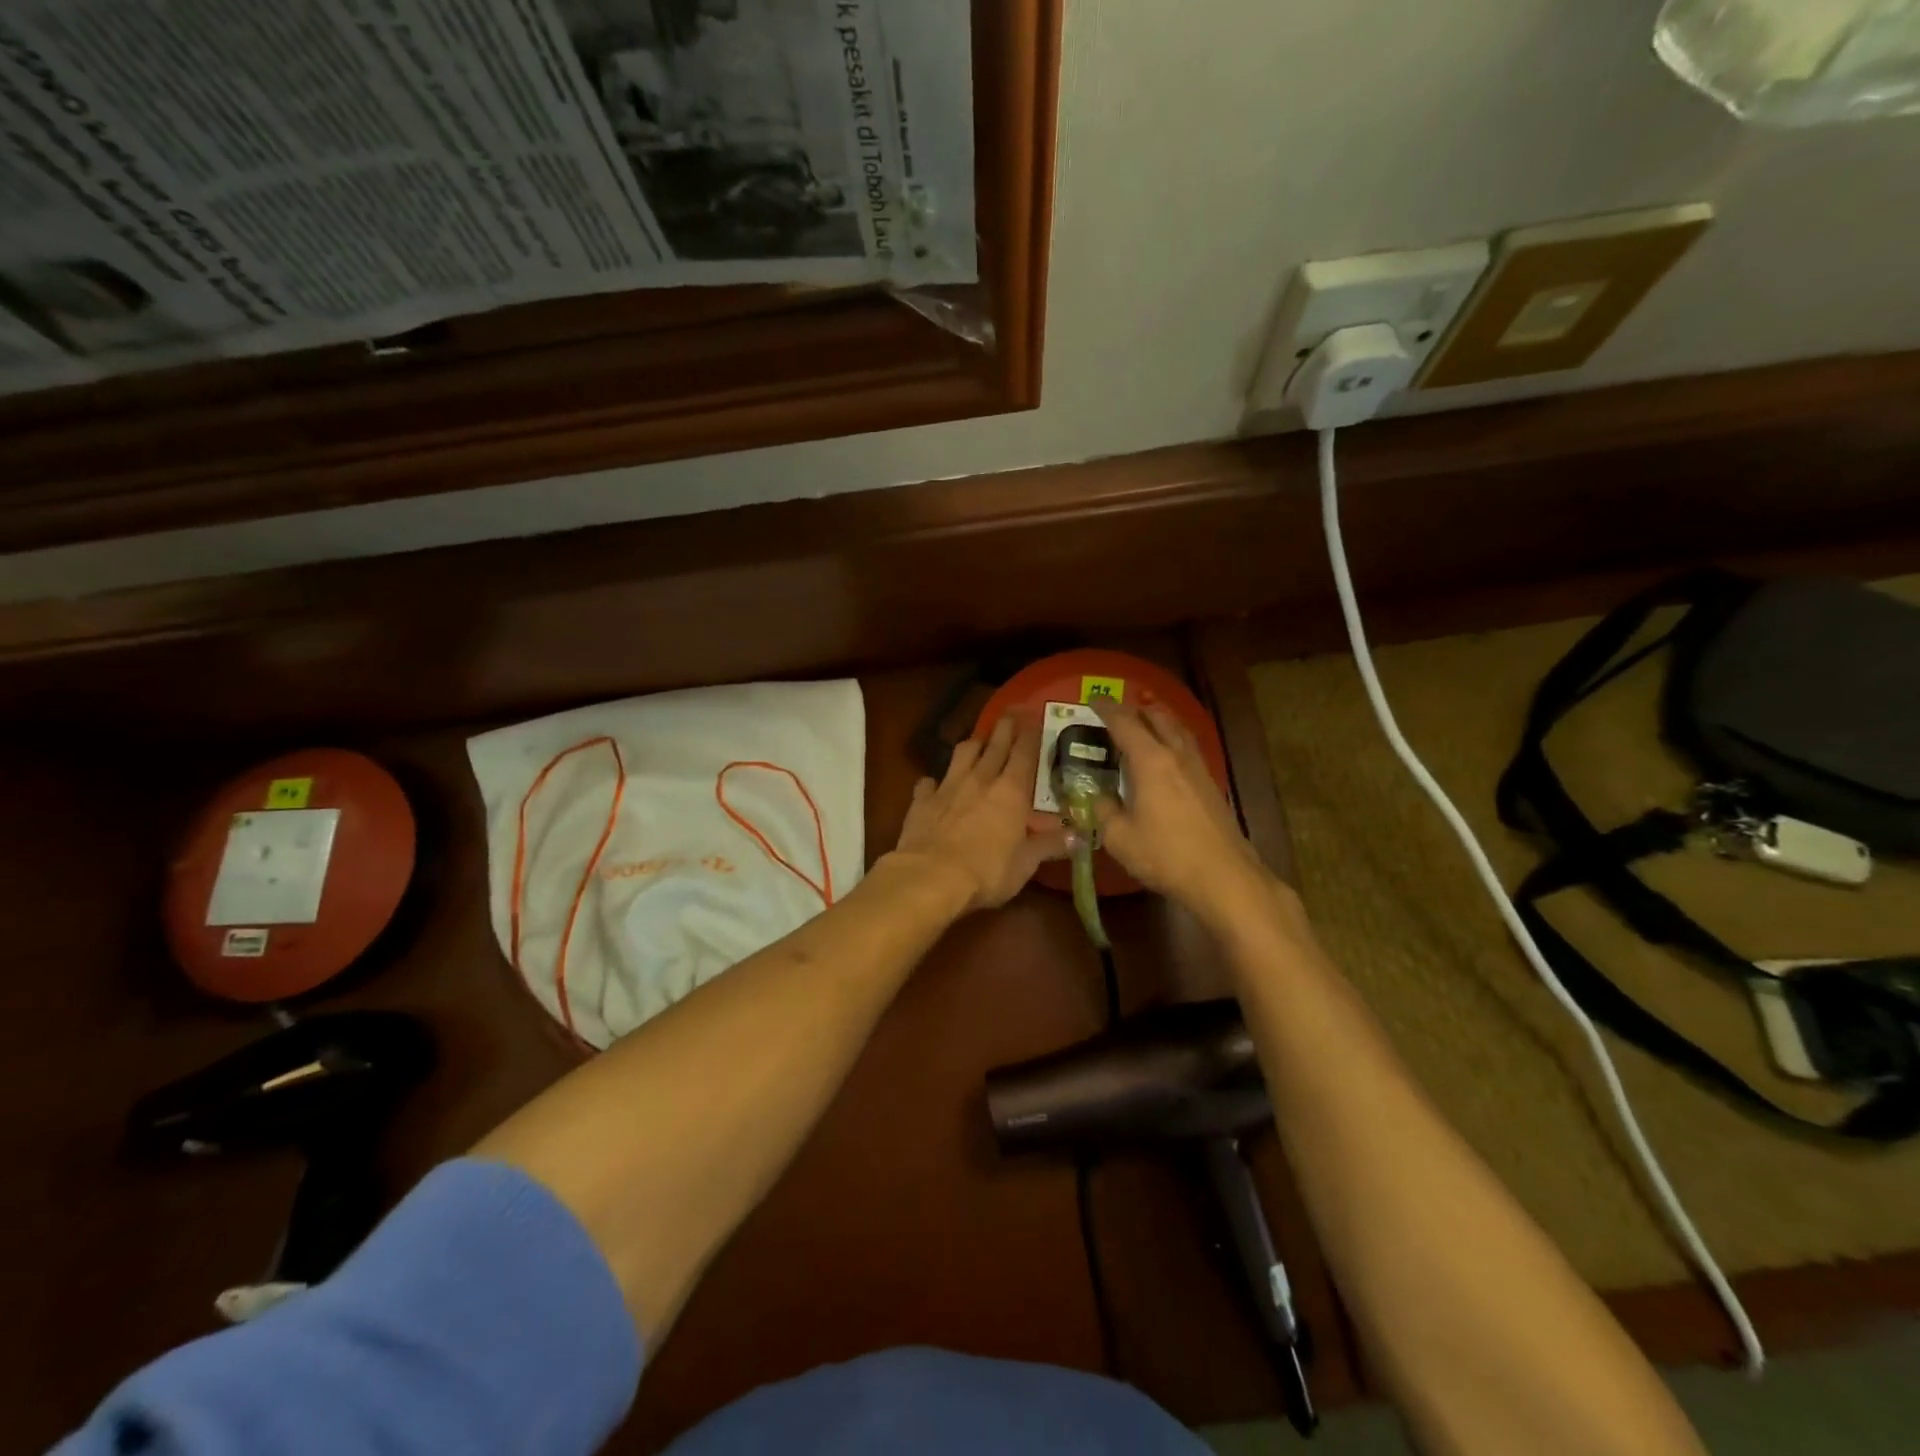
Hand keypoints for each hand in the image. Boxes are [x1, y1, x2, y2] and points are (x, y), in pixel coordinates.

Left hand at [892, 713, 1068, 911]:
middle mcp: (980, 779)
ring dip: (972, 745)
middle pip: (994, 744)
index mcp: (1011, 791)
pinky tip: (933, 784)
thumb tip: (1079, 836)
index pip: (1024, 752)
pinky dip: (933, 782)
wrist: (930, 877)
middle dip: (1005, 727)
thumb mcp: (1025, 864)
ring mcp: (948, 787)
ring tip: (977, 742)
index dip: (1031, 733)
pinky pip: (927, 783)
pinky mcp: (922, 801)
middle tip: (1011, 713)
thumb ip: (1049, 846)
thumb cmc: (986, 871)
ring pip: (962, 753)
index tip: (1034, 717)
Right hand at [1093, 701, 1272, 926]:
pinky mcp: (1211, 786)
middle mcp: (1176, 756)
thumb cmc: (1165, 855)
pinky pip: (1188, 748)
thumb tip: (1097, 796)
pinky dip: (1173, 739)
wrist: (1223, 876)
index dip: (1107, 709)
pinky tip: (1168, 755)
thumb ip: (1103, 810)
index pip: (1125, 723)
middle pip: (1158, 718)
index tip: (1093, 701)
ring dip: (1160, 720)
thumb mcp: (1119, 837)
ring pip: (1178, 730)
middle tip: (1119, 709)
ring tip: (1146, 721)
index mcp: (1150, 761)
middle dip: (1137, 708)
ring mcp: (1198, 769)